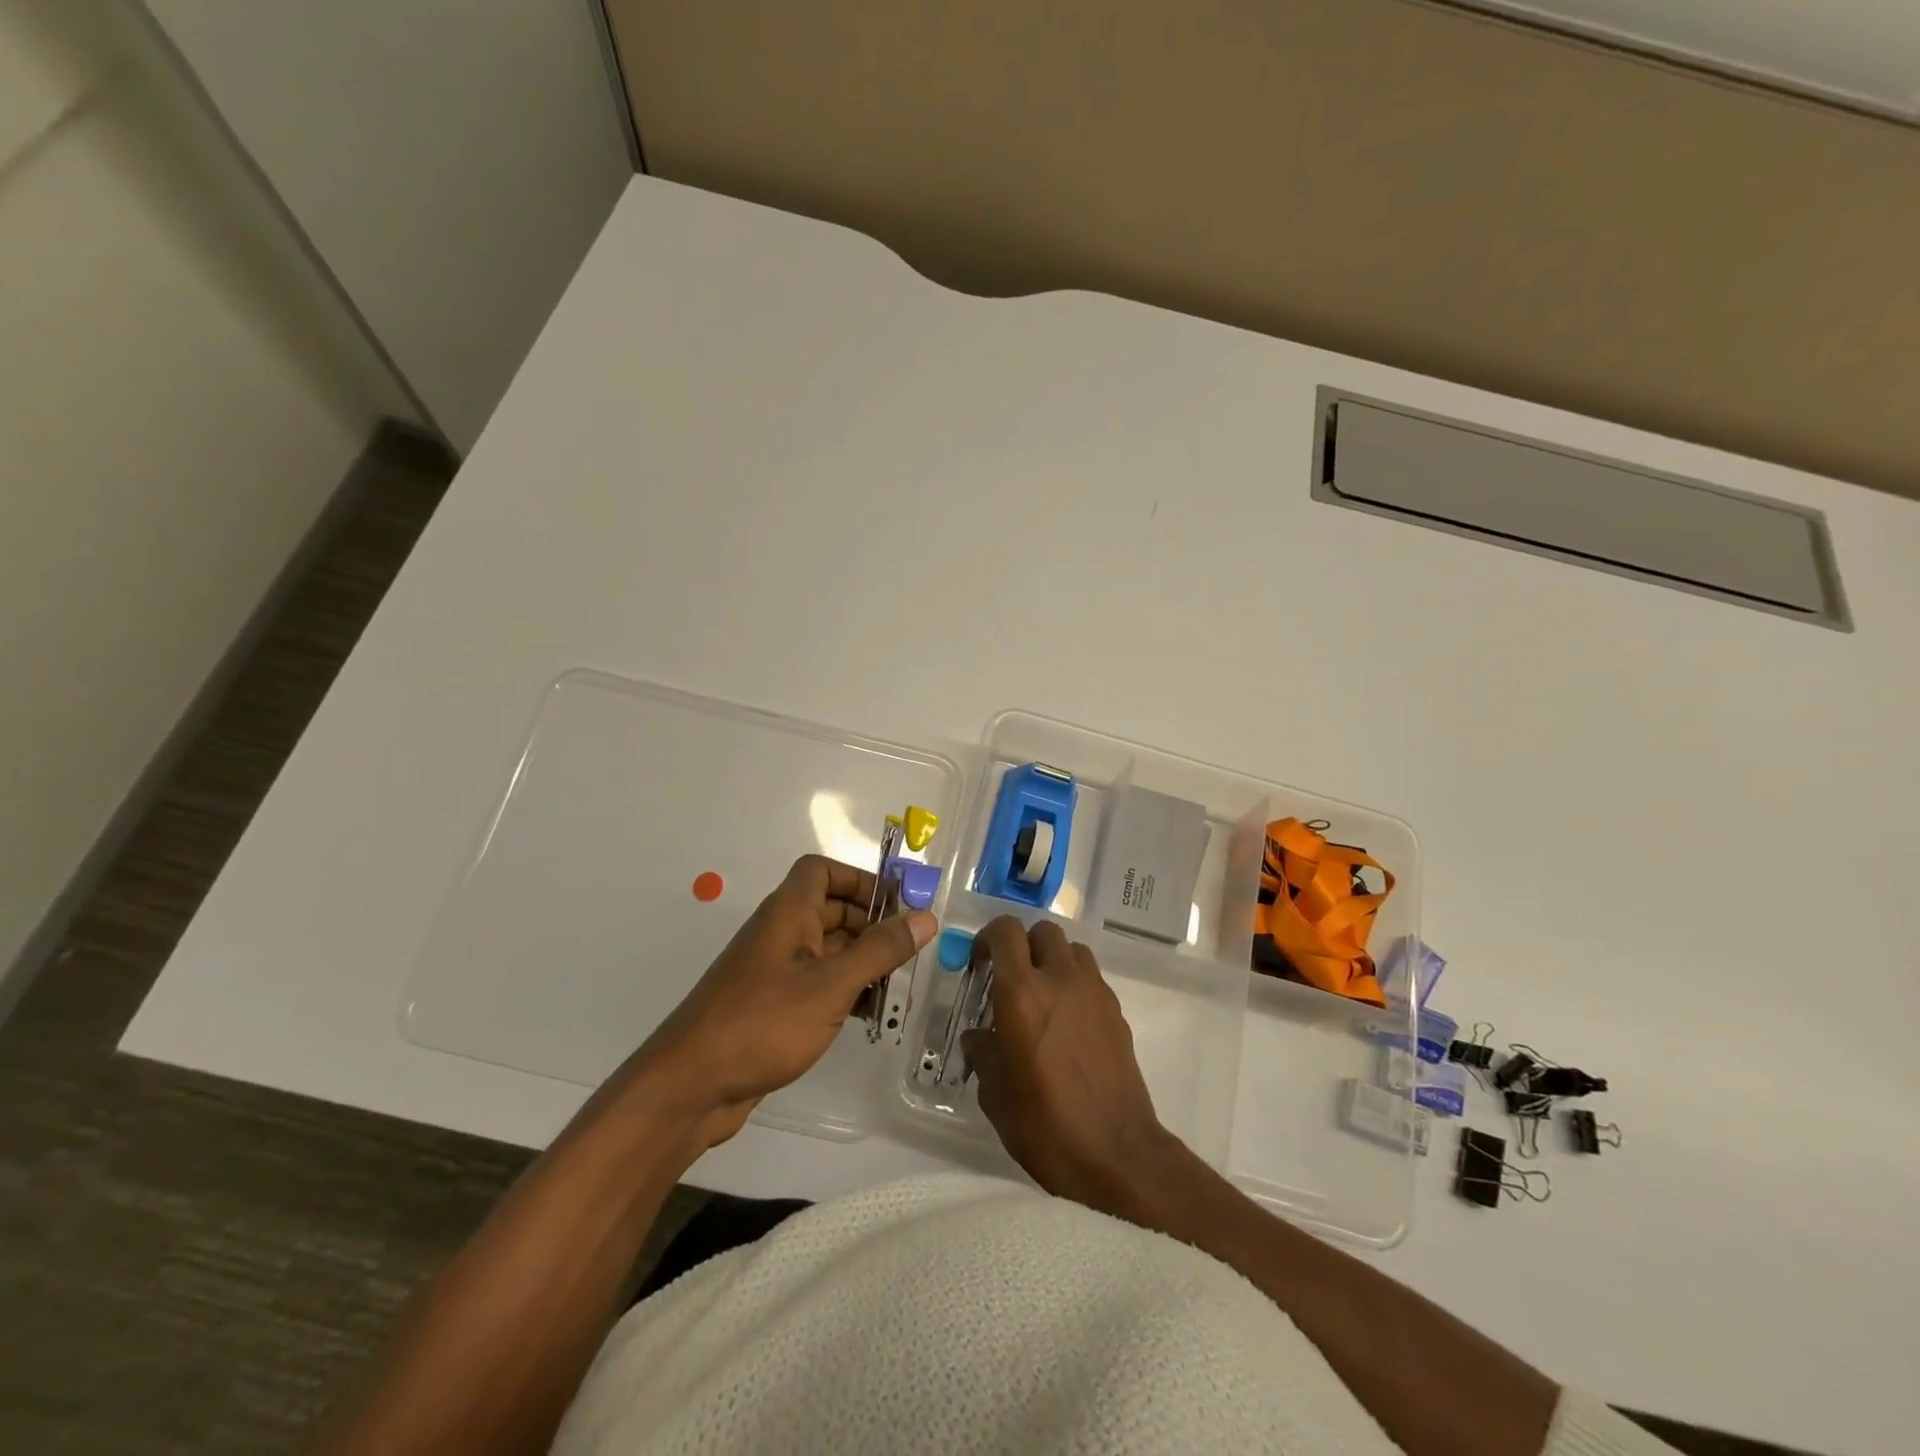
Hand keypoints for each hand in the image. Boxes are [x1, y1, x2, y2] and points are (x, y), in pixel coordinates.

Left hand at [636, 855, 935, 1146]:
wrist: (690, 1087)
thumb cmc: (763, 1022)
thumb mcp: (832, 984)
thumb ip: (880, 950)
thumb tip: (925, 917)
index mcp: (789, 912)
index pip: (822, 870)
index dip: (859, 880)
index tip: (894, 906)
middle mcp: (781, 933)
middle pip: (832, 910)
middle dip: (872, 926)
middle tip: (909, 953)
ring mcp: (775, 971)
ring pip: (829, 950)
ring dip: (863, 963)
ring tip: (898, 990)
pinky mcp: (773, 1006)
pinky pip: (818, 984)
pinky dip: (845, 991)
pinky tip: (869, 1016)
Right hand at [961, 917, 1182, 1216]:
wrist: (1116, 1154)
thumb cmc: (1045, 1126)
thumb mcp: (995, 1093)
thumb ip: (983, 1052)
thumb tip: (979, 1036)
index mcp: (1022, 993)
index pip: (1005, 931)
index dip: (988, 938)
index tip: (980, 964)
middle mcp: (1060, 979)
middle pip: (1043, 930)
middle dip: (1024, 945)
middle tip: (1011, 977)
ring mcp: (1094, 992)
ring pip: (1072, 949)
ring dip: (1053, 960)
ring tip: (1042, 995)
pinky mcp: (1116, 1011)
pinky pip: (1091, 978)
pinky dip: (1074, 984)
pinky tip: (1067, 1022)